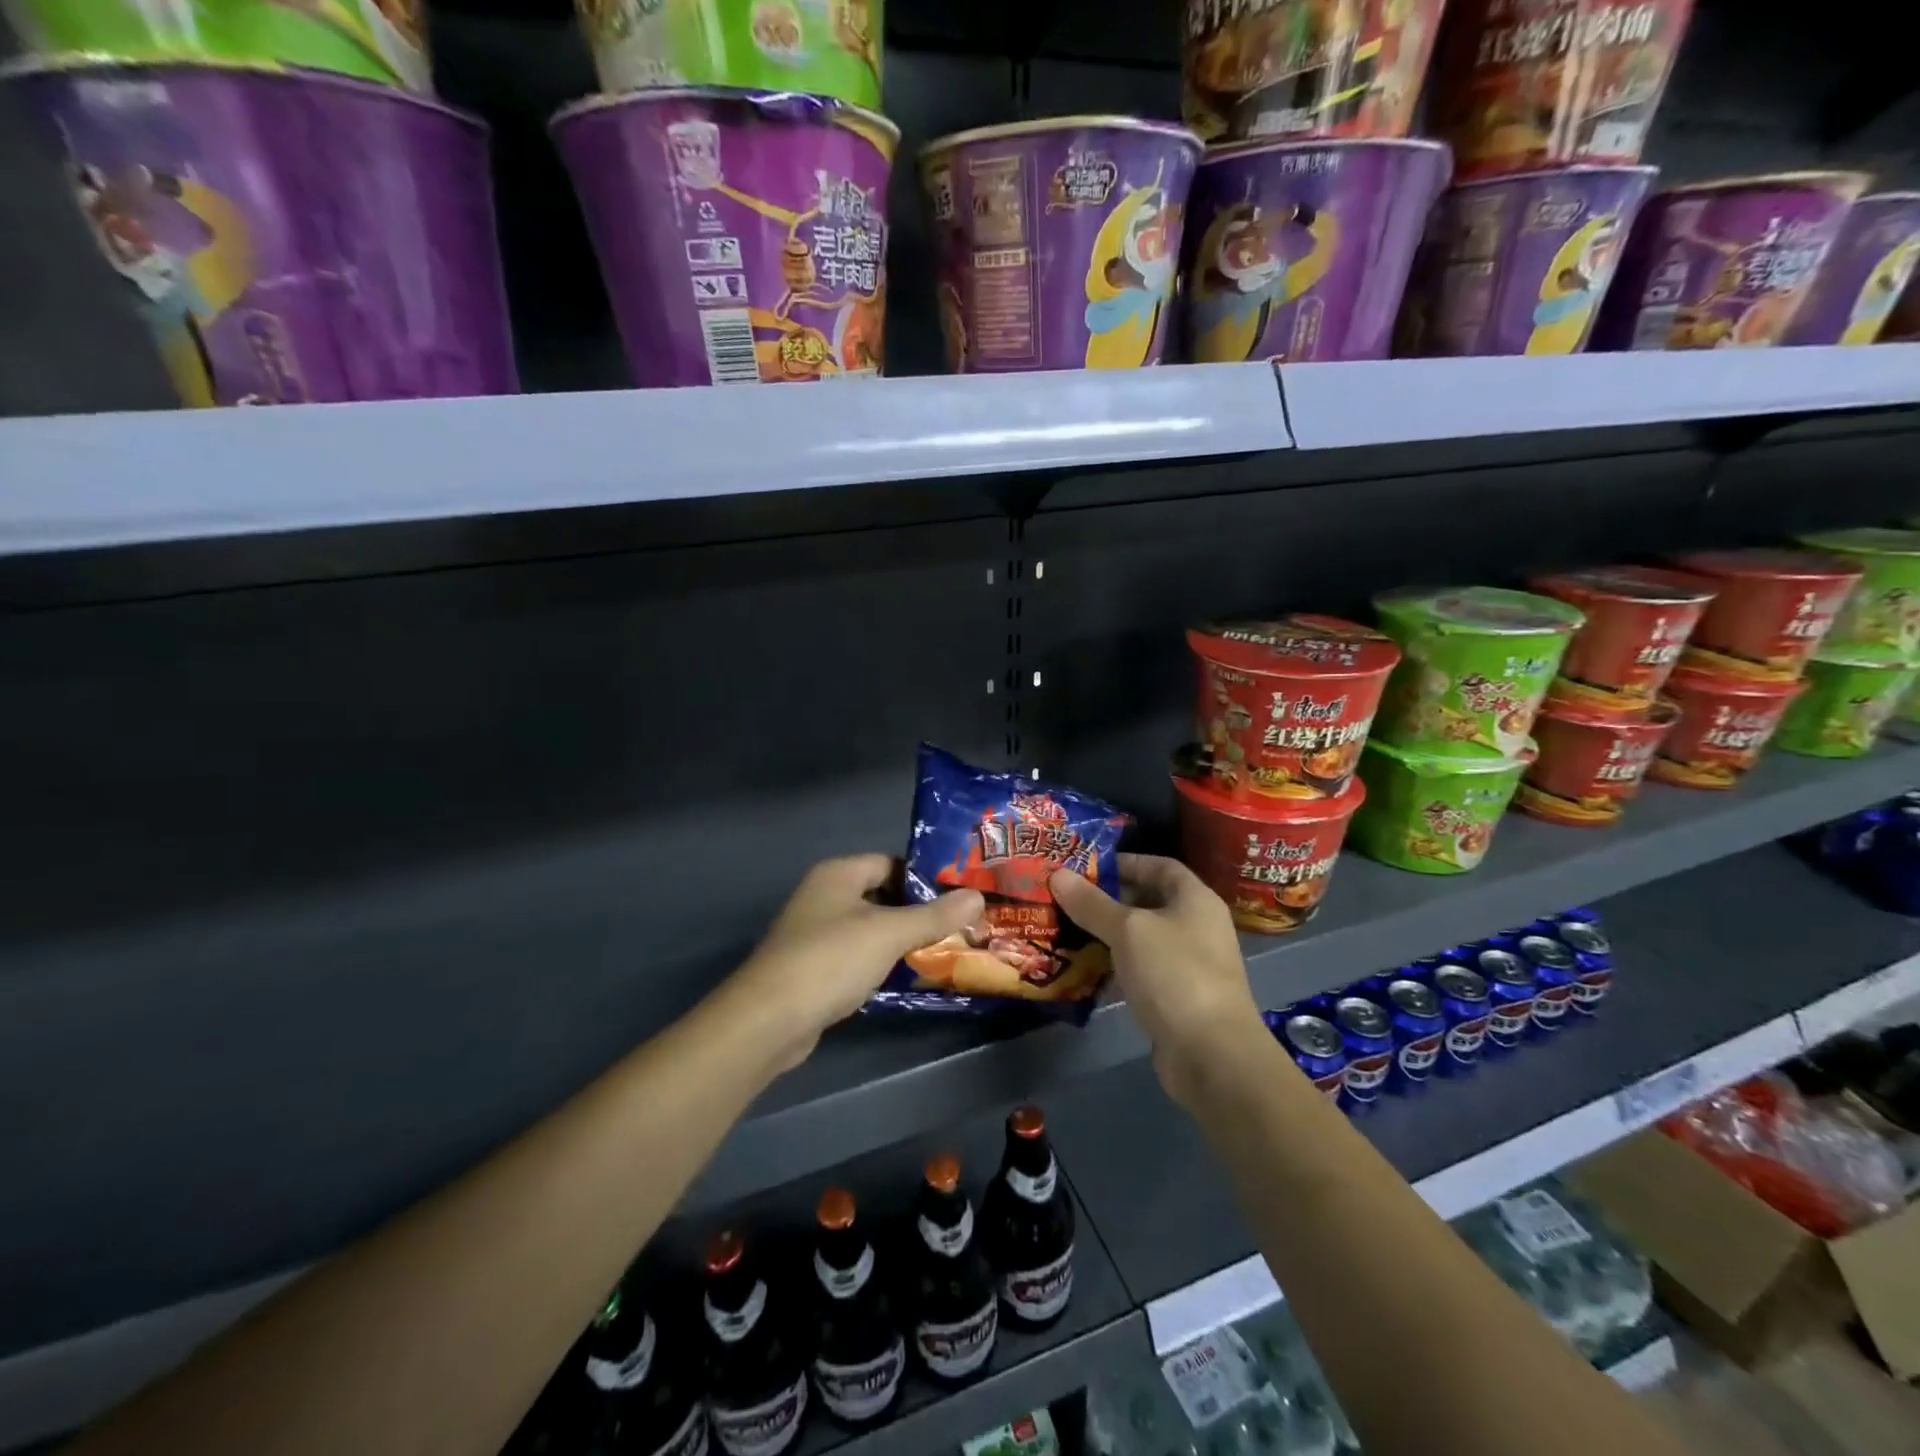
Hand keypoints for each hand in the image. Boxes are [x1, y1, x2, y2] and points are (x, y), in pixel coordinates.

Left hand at [726, 854, 984, 1071]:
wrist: (769, 1020)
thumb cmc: (831, 959)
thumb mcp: (890, 933)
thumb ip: (935, 915)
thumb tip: (978, 896)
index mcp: (838, 874)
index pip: (890, 862)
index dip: (924, 877)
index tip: (959, 895)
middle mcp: (824, 896)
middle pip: (881, 895)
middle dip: (918, 912)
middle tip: (960, 925)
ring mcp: (815, 934)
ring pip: (870, 929)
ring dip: (901, 941)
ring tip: (946, 951)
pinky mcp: (813, 969)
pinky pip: (857, 957)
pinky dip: (881, 964)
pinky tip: (908, 978)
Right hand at [1051, 854, 1264, 1107]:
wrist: (1213, 1055)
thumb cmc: (1174, 975)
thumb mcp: (1128, 931)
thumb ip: (1092, 903)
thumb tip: (1058, 874)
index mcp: (1195, 899)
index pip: (1159, 865)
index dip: (1124, 862)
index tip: (1085, 867)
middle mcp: (1197, 926)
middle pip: (1149, 901)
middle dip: (1108, 900)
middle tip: (1066, 899)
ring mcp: (1190, 964)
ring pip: (1143, 939)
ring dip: (1108, 936)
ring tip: (1066, 931)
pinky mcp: (1178, 998)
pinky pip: (1142, 971)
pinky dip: (1116, 968)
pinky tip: (1084, 971)